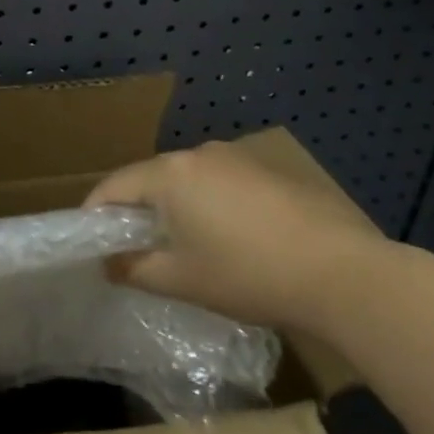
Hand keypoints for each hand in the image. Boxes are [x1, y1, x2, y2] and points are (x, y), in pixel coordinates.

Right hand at [84, 140, 393, 330]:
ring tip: (183, 244)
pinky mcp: (270, 171)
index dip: (95, 214)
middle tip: (133, 247)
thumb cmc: (249, 274)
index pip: (114, 186)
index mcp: (170, 173)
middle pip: (151, 178)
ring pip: (188, 180)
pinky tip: (231, 238)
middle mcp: (199, 154)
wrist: (345, 273)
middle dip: (137, 210)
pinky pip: (222, 183)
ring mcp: (238, 158)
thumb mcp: (181, 280)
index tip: (89, 242)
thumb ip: (134, 269)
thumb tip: (107, 264)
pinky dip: (211, 204)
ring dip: (176, 206)